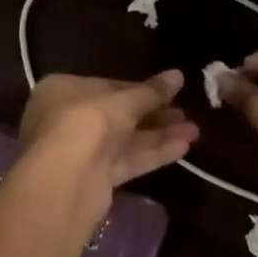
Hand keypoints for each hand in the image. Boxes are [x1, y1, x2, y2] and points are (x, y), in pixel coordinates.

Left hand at [18, 70, 198, 221]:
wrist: (63, 181)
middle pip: (118, 114)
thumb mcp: (124, 101)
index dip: (141, 90)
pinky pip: (126, 161)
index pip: (108, 87)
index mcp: (63, 91)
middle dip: (154, 114)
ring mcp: (80, 152)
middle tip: (185, 113)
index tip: (170, 91)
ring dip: (159, 134)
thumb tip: (178, 75)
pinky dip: (152, 153)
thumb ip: (152, 91)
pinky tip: (183, 148)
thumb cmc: (86, 122)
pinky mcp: (93, 180)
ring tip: (194, 131)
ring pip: (125, 140)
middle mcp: (67, 119)